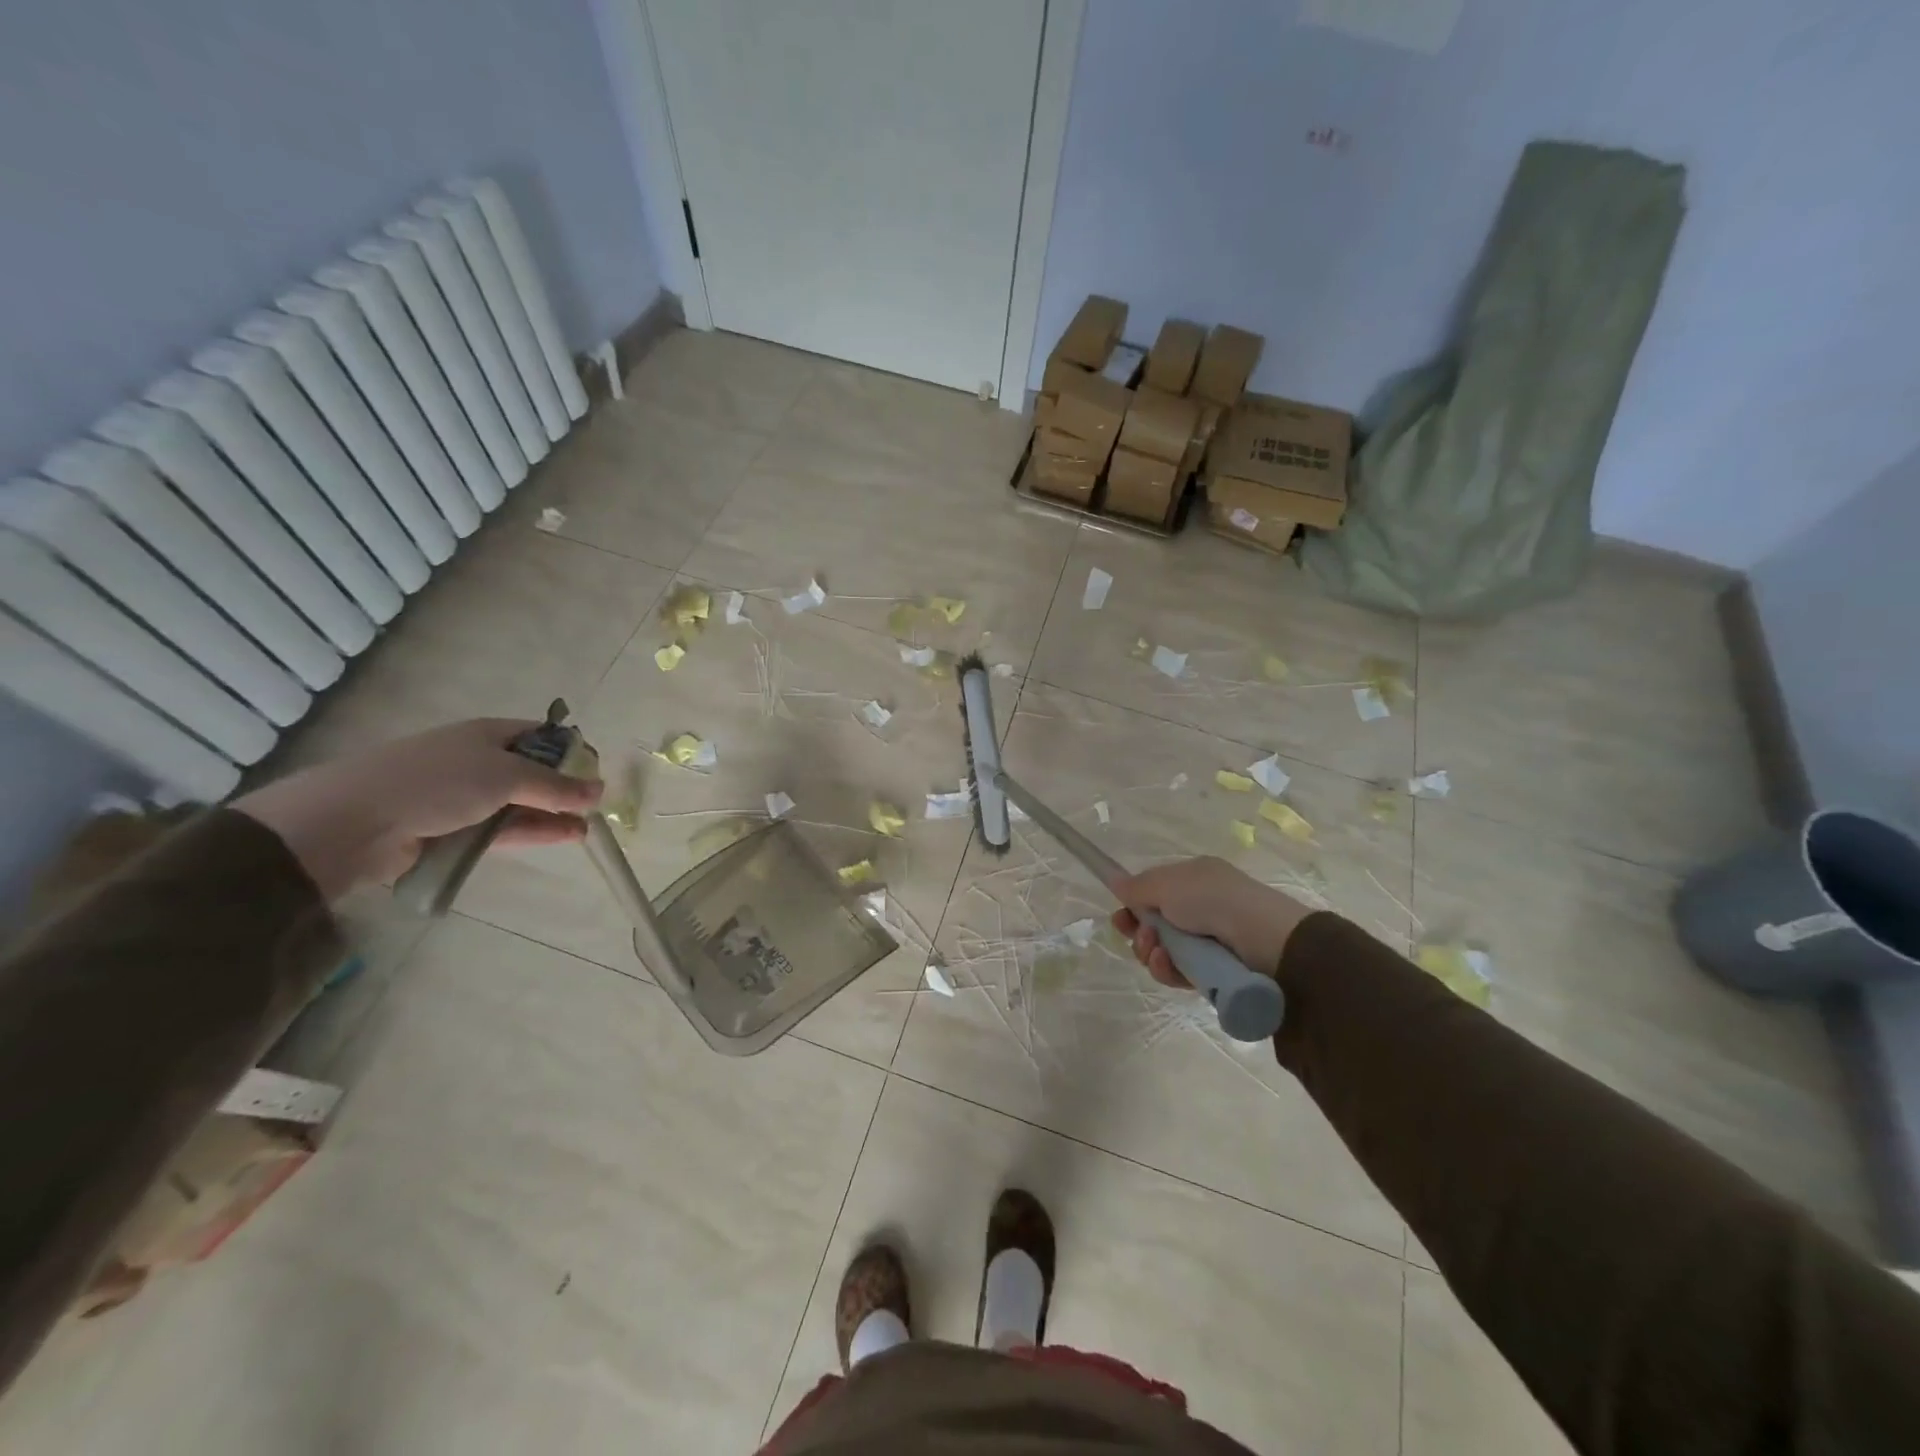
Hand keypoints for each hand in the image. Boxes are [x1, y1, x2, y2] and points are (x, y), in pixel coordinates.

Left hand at [235, 718, 602, 900]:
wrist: (354, 822)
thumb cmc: (437, 782)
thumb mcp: (506, 776)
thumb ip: (555, 786)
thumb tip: (599, 790)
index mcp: (488, 734)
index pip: (540, 736)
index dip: (570, 750)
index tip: (596, 771)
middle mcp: (477, 761)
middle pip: (531, 772)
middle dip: (564, 787)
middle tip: (594, 806)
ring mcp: (463, 797)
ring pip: (519, 803)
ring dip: (551, 814)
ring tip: (585, 829)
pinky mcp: (452, 830)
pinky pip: (500, 829)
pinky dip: (530, 832)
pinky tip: (561, 837)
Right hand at [1110, 857, 1312, 987]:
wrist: (1267, 941)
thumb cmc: (1214, 900)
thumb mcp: (1168, 884)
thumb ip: (1137, 887)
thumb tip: (1115, 882)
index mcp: (1195, 880)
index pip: (1155, 892)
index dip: (1134, 904)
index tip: (1120, 916)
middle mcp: (1202, 908)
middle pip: (1155, 924)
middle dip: (1138, 931)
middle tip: (1134, 933)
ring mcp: (1208, 942)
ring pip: (1163, 951)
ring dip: (1150, 950)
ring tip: (1156, 949)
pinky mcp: (1213, 973)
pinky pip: (1179, 973)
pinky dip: (1167, 969)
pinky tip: (1164, 963)